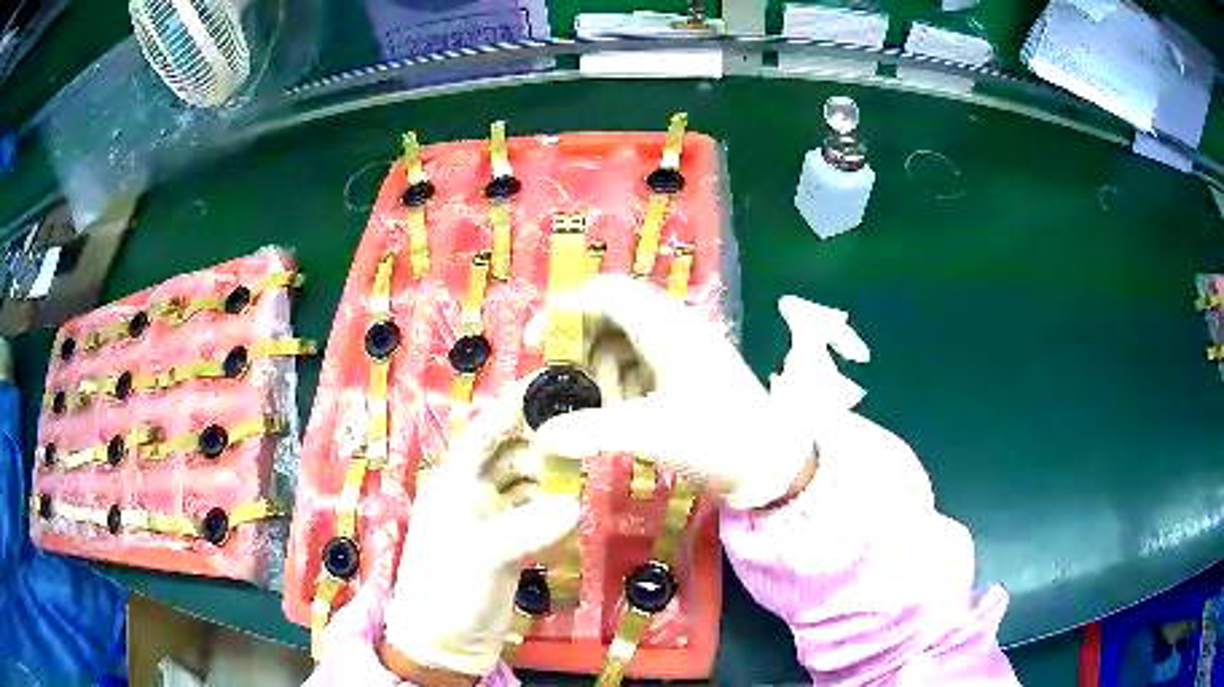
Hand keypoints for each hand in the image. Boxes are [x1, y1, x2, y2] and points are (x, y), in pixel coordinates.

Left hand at [382, 379, 579, 676]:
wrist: (445, 641)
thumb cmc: (447, 591)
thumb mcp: (481, 558)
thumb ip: (527, 530)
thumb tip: (575, 506)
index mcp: (454, 482)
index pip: (486, 431)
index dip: (515, 404)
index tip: (553, 381)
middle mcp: (474, 493)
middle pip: (512, 453)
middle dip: (544, 440)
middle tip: (588, 430)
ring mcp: (493, 519)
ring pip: (528, 483)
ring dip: (553, 476)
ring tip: (590, 468)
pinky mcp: (511, 543)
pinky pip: (537, 514)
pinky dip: (555, 508)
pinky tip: (577, 506)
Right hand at [532, 275, 869, 509]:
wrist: (772, 461)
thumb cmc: (715, 438)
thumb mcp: (650, 433)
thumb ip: (591, 430)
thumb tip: (539, 436)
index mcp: (667, 327)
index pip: (607, 293)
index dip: (566, 309)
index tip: (537, 341)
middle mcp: (676, 326)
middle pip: (613, 315)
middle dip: (581, 344)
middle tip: (560, 379)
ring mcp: (686, 347)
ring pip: (627, 341)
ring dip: (602, 367)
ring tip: (595, 406)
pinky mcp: (692, 368)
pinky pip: (645, 361)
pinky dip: (623, 380)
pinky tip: (621, 410)